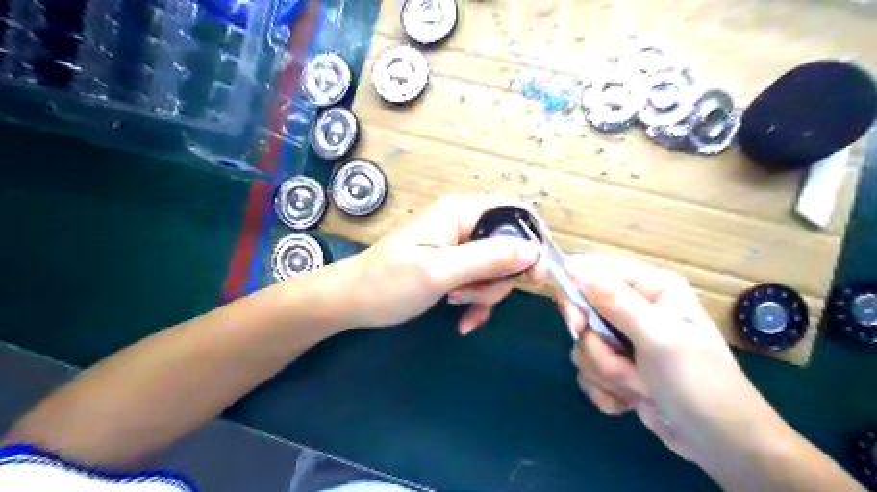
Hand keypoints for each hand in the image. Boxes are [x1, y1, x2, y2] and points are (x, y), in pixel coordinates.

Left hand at [334, 198, 545, 332]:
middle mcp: (464, 225)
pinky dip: (477, 302)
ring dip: (485, 293)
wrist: (351, 302)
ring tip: (456, 304)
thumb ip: (487, 258)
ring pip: (496, 269)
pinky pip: (481, 282)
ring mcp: (458, 247)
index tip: (535, 276)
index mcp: (461, 213)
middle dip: (499, 278)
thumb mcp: (439, 271)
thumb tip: (533, 251)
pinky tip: (464, 321)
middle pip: (509, 247)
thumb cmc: (388, 283)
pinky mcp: (453, 267)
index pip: (515, 213)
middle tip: (471, 295)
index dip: (532, 241)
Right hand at [557, 255, 776, 467]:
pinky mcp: (616, 366)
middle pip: (582, 310)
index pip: (594, 271)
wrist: (722, 446)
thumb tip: (573, 265)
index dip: (575, 292)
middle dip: (597, 344)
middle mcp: (633, 307)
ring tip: (640, 385)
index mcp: (650, 287)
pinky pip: (586, 370)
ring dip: (606, 371)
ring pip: (583, 345)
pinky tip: (630, 401)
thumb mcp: (658, 337)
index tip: (575, 322)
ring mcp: (623, 339)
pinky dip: (605, 389)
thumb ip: (614, 301)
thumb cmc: (699, 383)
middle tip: (616, 358)